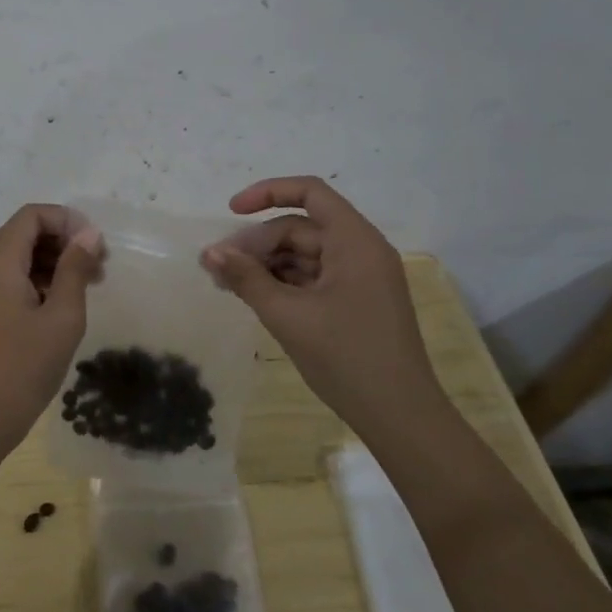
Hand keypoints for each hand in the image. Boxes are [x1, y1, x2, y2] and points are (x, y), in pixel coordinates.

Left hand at [0, 204, 101, 508]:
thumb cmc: (22, 368)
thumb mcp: (61, 317)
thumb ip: (75, 269)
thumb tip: (89, 234)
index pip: (33, 215)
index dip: (68, 221)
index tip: (97, 246)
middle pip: (25, 233)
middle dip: (64, 242)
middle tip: (100, 268)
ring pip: (18, 256)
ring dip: (53, 262)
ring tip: (88, 287)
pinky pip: (8, 278)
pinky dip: (36, 281)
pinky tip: (61, 304)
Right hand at [200, 176, 437, 432]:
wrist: (401, 418)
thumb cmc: (346, 358)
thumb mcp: (287, 316)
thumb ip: (246, 278)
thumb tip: (209, 252)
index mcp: (355, 241)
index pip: (310, 192)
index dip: (268, 193)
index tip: (231, 211)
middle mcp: (361, 250)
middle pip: (301, 228)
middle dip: (257, 243)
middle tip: (217, 268)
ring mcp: (361, 278)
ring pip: (305, 255)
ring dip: (266, 265)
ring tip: (228, 285)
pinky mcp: (357, 302)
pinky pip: (314, 278)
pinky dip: (284, 284)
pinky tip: (255, 298)